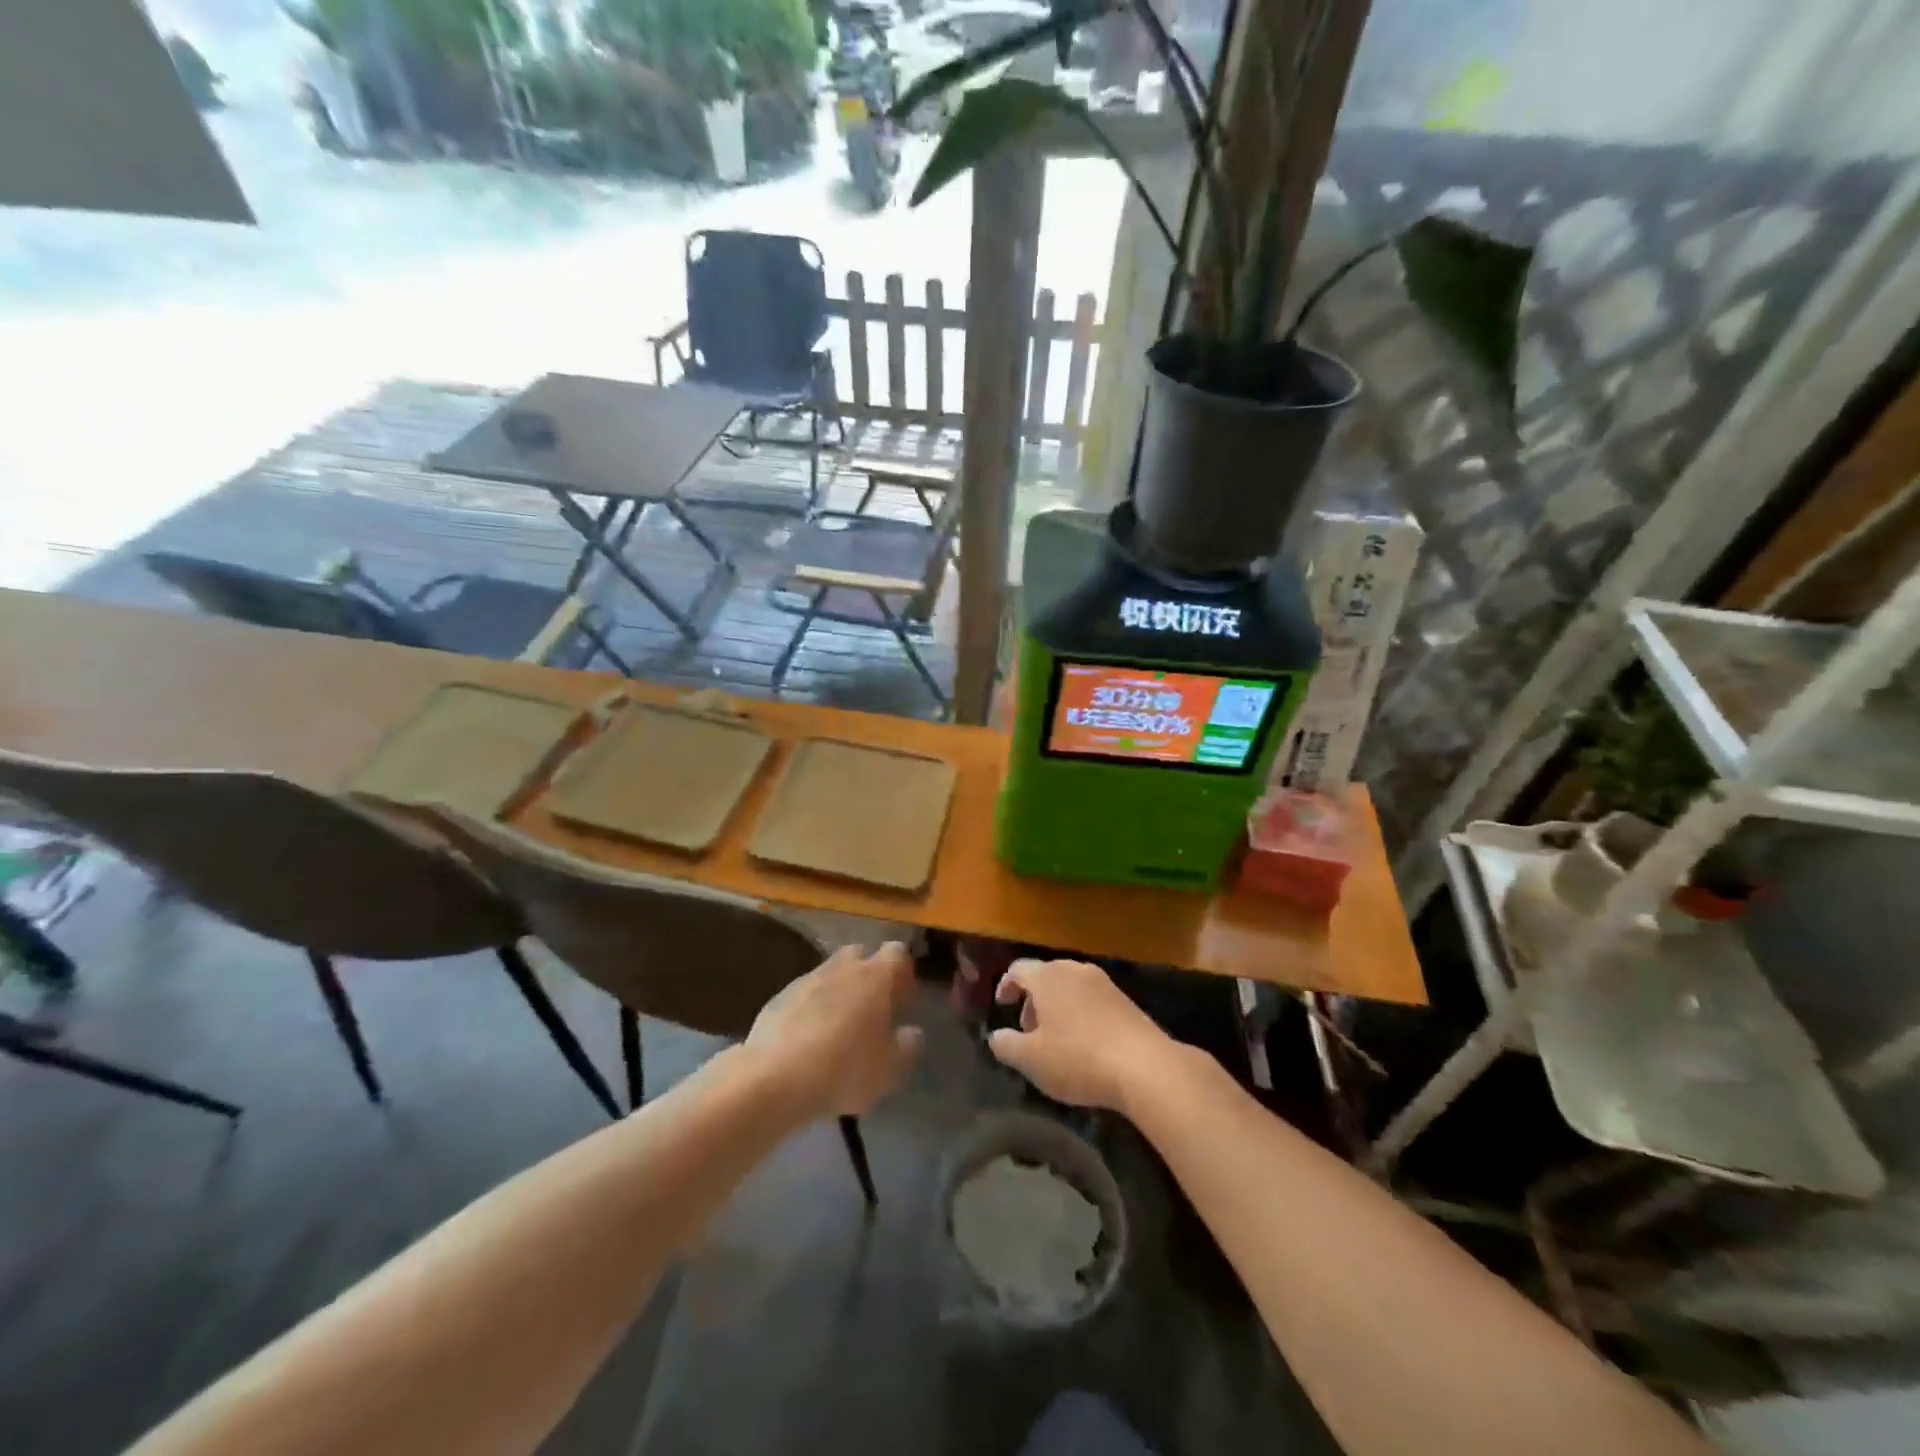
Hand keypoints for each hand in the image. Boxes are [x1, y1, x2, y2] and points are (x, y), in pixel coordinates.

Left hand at [745, 942, 923, 1117]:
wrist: (775, 1077)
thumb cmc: (845, 1069)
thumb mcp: (889, 1068)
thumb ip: (907, 1046)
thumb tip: (912, 1031)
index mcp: (876, 976)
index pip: (898, 952)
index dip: (904, 972)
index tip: (904, 999)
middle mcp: (843, 967)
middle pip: (861, 954)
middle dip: (869, 973)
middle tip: (872, 1008)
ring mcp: (808, 979)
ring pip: (831, 972)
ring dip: (839, 989)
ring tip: (840, 1025)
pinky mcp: (780, 996)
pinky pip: (805, 993)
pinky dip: (812, 1006)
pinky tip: (810, 1037)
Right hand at [987, 958, 1175, 1111]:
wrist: (1145, 1066)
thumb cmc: (1078, 1058)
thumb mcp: (1031, 1060)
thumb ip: (1006, 1045)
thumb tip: (996, 1036)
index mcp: (1048, 977)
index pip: (1018, 969)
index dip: (1006, 985)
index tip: (1002, 1006)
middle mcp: (1075, 970)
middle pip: (1046, 975)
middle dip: (1032, 999)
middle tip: (1028, 1030)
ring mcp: (1104, 983)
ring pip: (1070, 986)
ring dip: (1057, 1007)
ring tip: (1056, 1040)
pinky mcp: (1125, 1000)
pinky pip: (1092, 999)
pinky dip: (1080, 1013)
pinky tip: (1085, 1044)